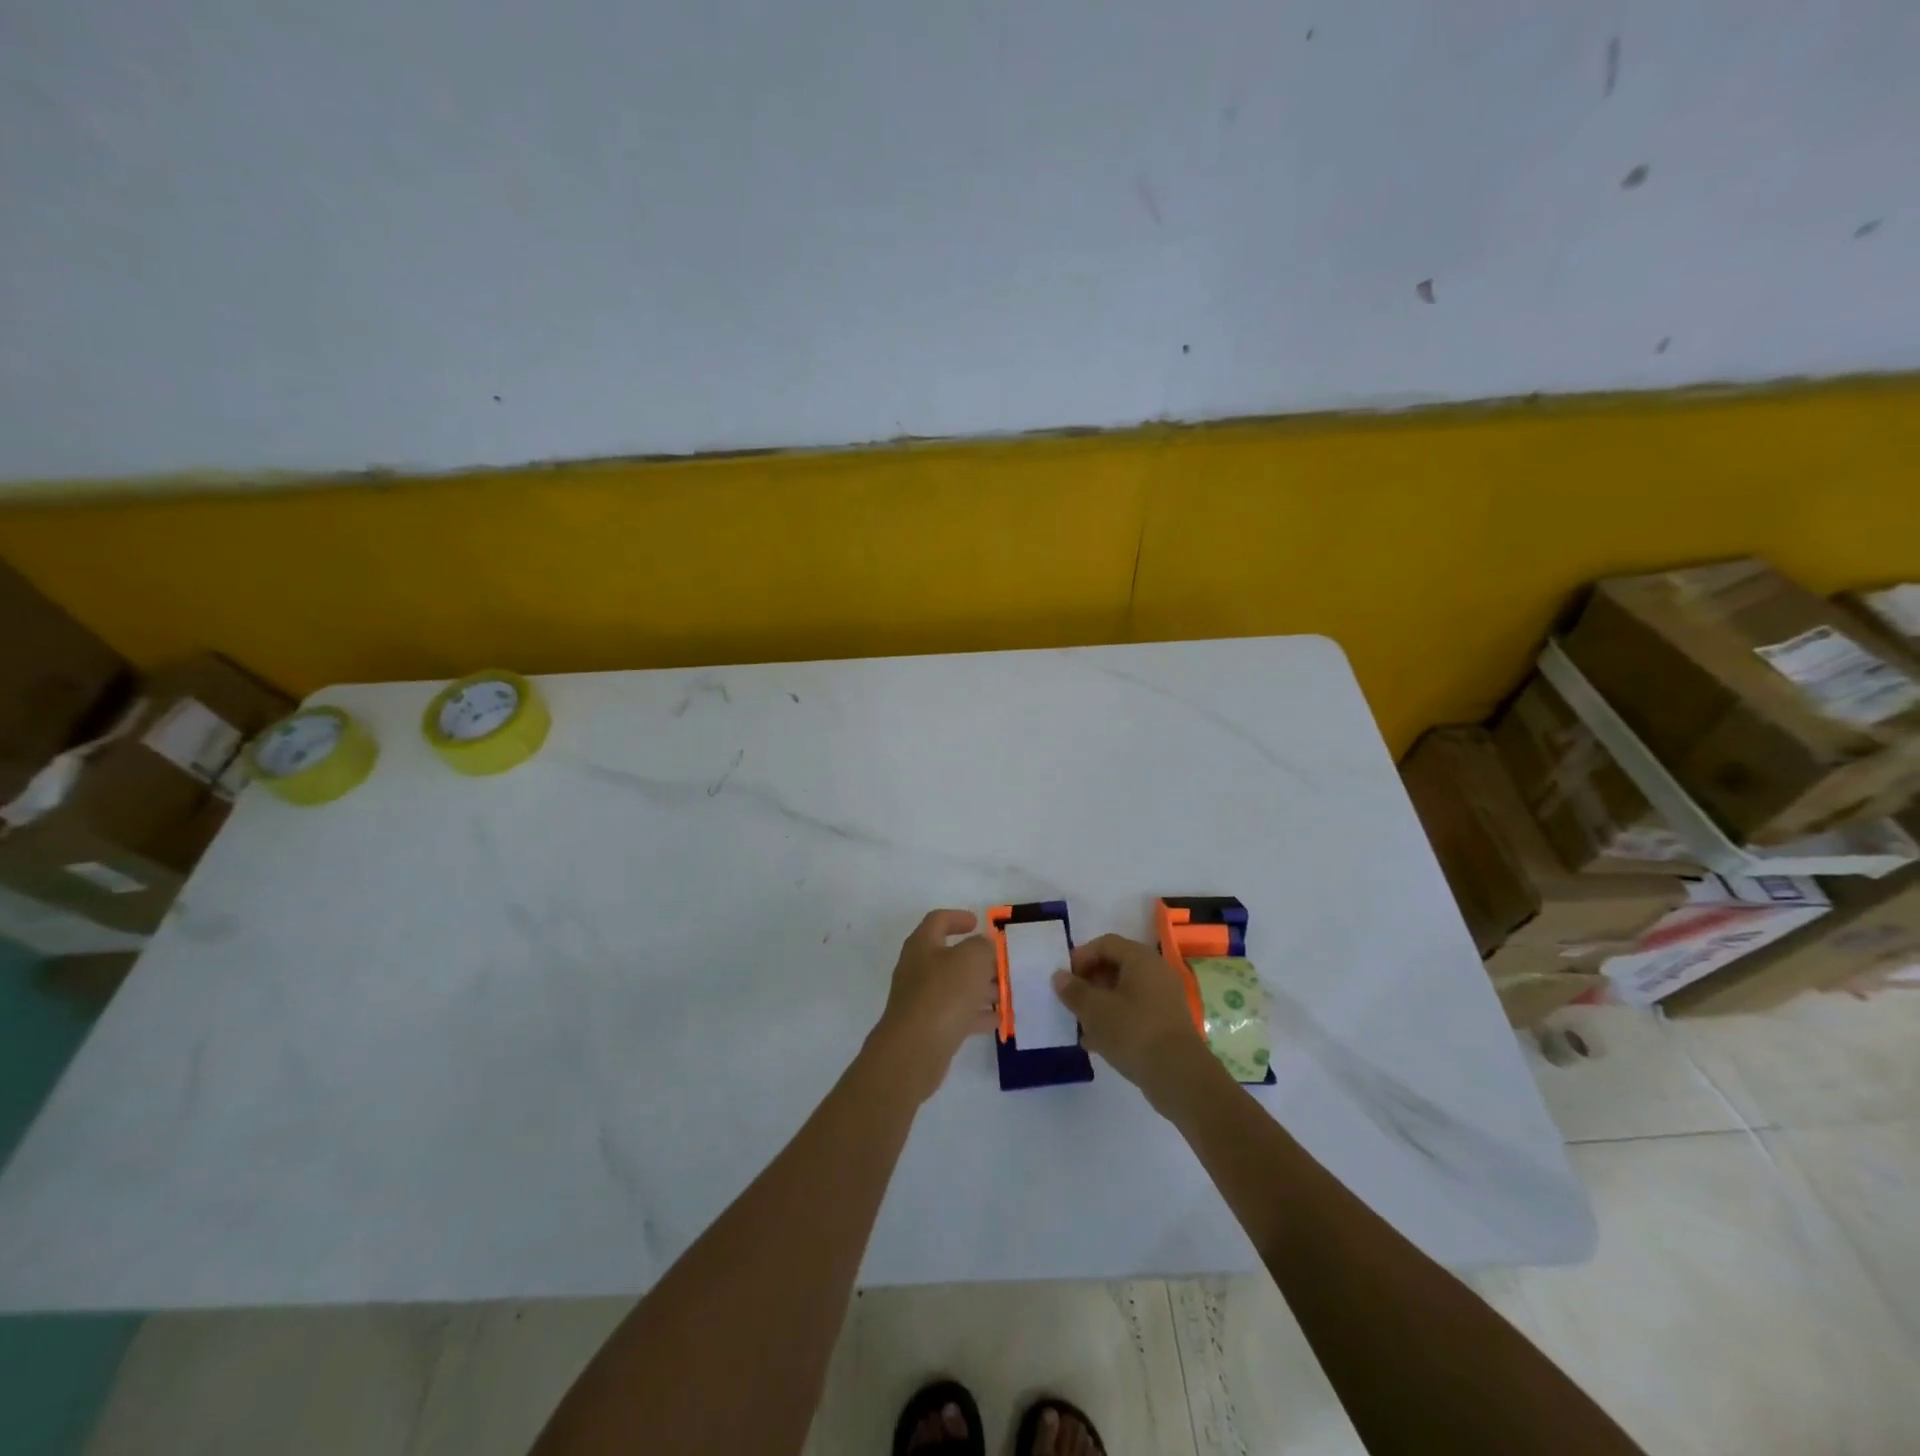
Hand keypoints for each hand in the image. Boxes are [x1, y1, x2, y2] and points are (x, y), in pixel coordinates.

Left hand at [869, 909, 998, 1101]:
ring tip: (1007, 992)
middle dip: (978, 959)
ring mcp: (921, 1000)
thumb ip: (982, 946)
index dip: (958, 917)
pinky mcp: (928, 1027)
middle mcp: (918, 969)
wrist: (914, 1051)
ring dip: (981, 987)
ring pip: (955, 987)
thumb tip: (983, 945)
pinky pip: (956, 1014)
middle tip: (1003, 963)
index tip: (978, 923)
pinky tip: (998, 1019)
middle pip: (950, 956)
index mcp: (922, 945)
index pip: (938, 920)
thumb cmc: (943, 994)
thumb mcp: (971, 959)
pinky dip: (976, 1014)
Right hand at [1053, 934, 1222, 1111]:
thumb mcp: (1095, 1010)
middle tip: (1070, 1001)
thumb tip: (1059, 976)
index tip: (1064, 979)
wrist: (1179, 1076)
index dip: (1081, 957)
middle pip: (1115, 966)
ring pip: (1124, 992)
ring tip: (1080, 1024)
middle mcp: (1156, 971)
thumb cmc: (1133, 1032)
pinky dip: (1115, 1020)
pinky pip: (1135, 1012)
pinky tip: (1097, 1042)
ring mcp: (1164, 998)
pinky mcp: (1166, 1023)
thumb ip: (1074, 991)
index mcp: (1140, 959)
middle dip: (1089, 982)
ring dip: (1100, 1004)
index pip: (1105, 944)